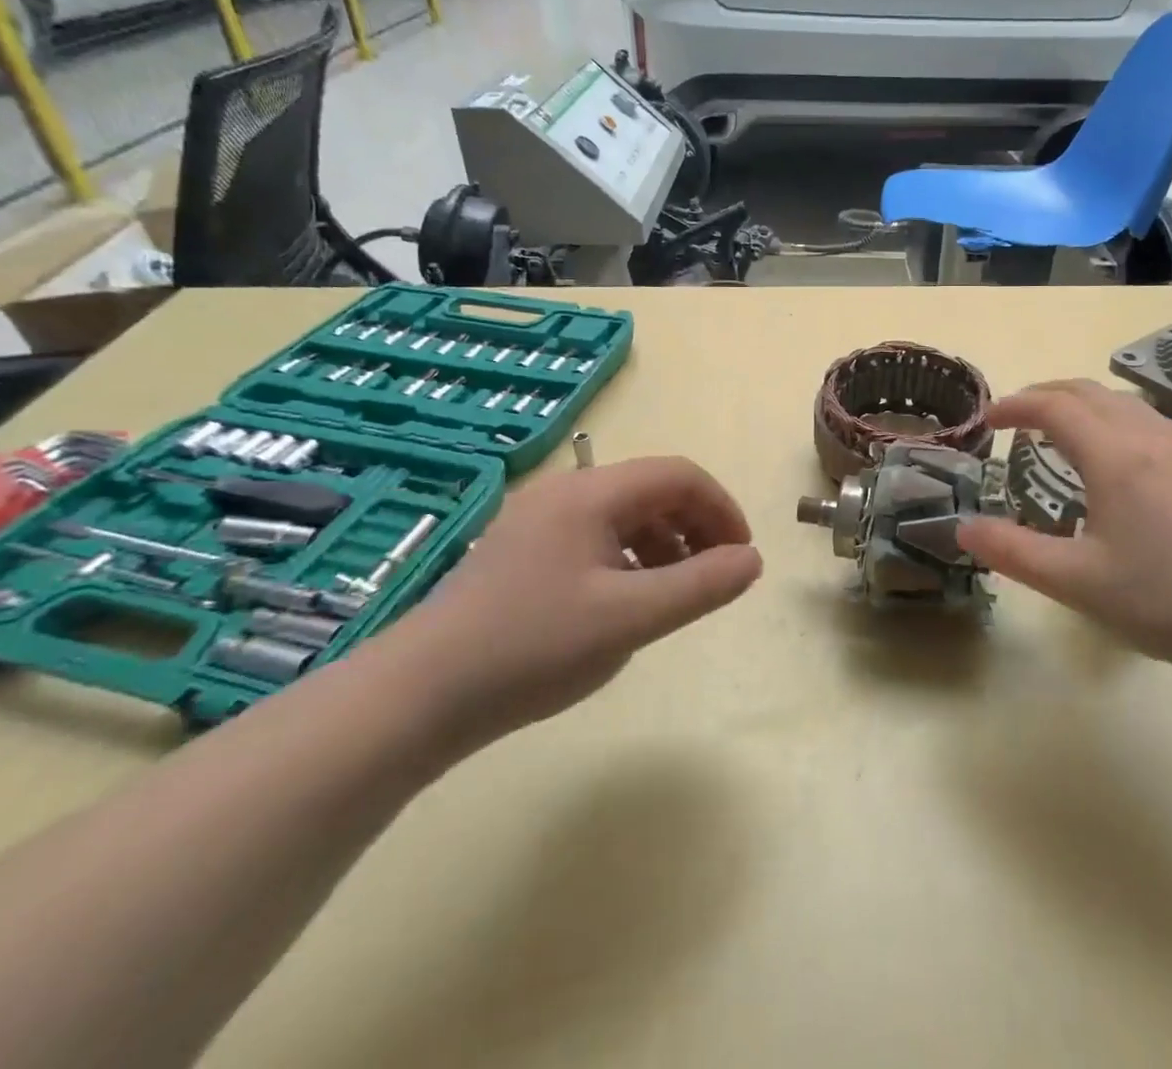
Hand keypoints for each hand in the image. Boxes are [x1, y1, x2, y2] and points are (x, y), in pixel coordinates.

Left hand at [371, 457, 761, 751]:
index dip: (721, 509)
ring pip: (624, 513)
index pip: (679, 475)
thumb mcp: (630, 618)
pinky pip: (595, 536)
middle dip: (696, 526)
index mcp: (591, 494)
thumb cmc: (533, 648)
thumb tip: (752, 560)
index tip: (741, 557)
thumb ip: (701, 585)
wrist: (419, 696)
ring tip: (675, 593)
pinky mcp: (522, 550)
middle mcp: (564, 492)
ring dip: (664, 543)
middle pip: (652, 490)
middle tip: (715, 576)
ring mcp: (538, 520)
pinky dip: (629, 557)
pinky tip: (626, 601)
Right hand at [957, 381, 1171, 668]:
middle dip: (1043, 393)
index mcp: (1113, 457)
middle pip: (1087, 391)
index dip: (1014, 405)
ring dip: (1078, 400)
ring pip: (1119, 400)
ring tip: (1054, 425)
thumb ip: (1012, 552)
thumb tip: (962, 528)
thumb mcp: (1074, 581)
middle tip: (1012, 417)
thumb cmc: (1161, 599)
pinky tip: (1109, 450)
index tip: (986, 421)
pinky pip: (1142, 418)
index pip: (1054, 407)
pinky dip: (1108, 414)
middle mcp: (1145, 439)